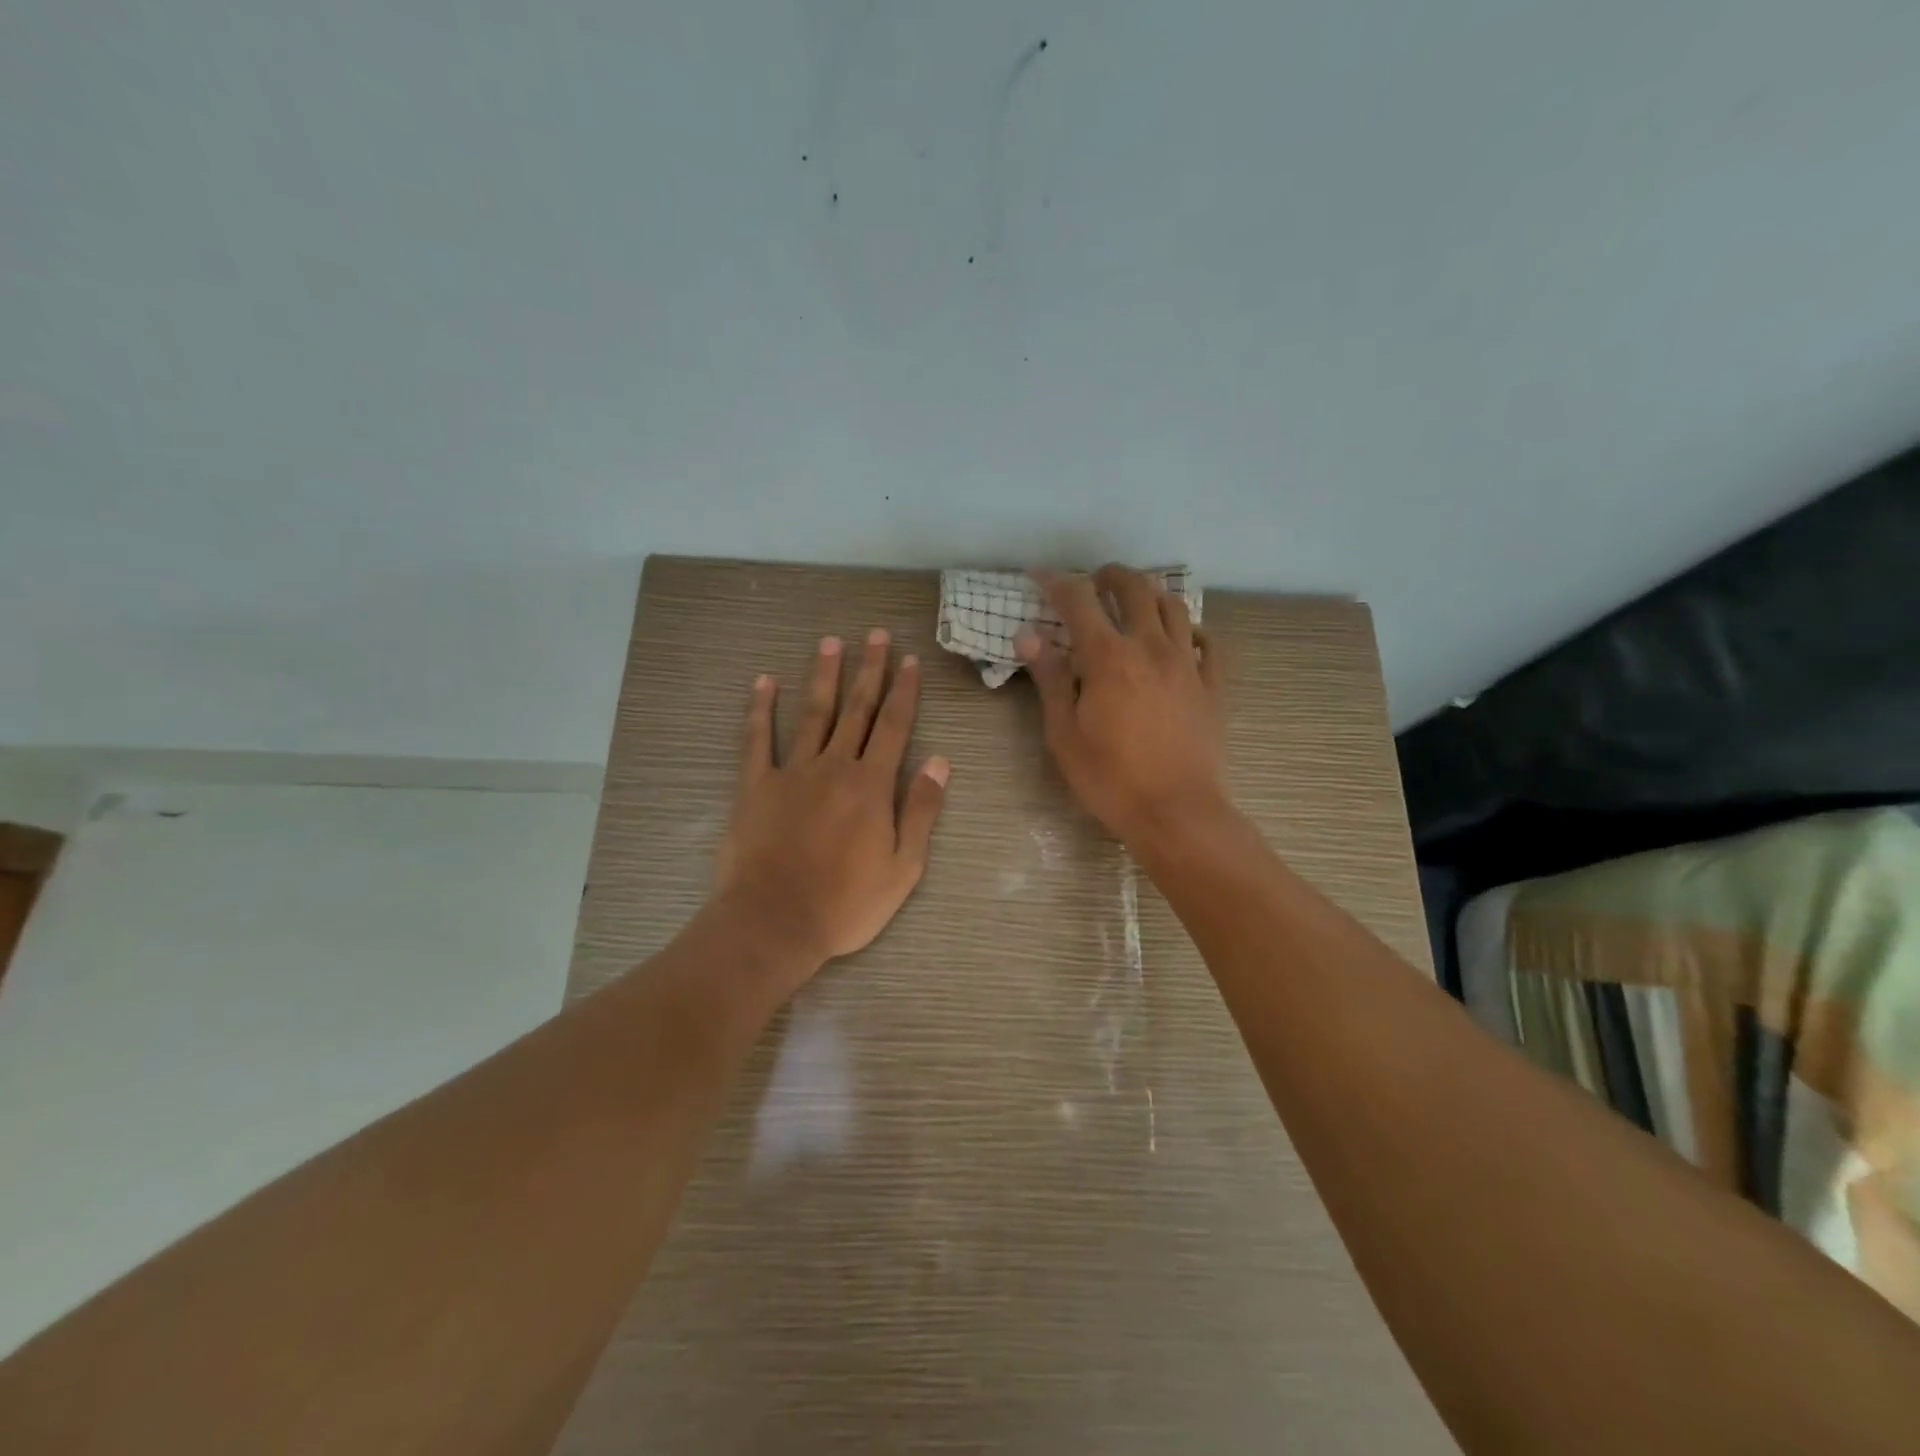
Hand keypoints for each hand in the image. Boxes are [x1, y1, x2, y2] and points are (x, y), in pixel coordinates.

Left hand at [716, 630, 949, 980]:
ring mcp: (791, 772)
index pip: (894, 726)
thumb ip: (921, 810)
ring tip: (830, 642)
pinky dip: (760, 709)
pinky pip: (757, 739)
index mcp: (872, 785)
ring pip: (812, 714)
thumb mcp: (904, 867)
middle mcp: (834, 766)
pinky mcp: (755, 786)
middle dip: (868, 670)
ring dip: (823, 676)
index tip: (909, 660)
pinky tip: (764, 681)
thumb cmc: (846, 904)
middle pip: (856, 709)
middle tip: (875, 634)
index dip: (903, 691)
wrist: (775, 922)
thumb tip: (940, 760)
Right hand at [1017, 565, 1225, 845]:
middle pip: (1135, 588)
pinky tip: (1179, 637)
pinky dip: (1189, 628)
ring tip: (1135, 602)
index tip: (1040, 578)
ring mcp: (1188, 664)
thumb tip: (1029, 635)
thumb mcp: (1064, 733)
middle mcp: (1151, 647)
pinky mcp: (1212, 685)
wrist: (1176, 813)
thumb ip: (1050, 679)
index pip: (1079, 601)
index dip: (1056, 583)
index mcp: (1109, 658)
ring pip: (1174, 606)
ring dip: (1150, 593)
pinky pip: (1206, 641)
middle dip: (1110, 575)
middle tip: (1094, 581)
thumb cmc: (1110, 778)